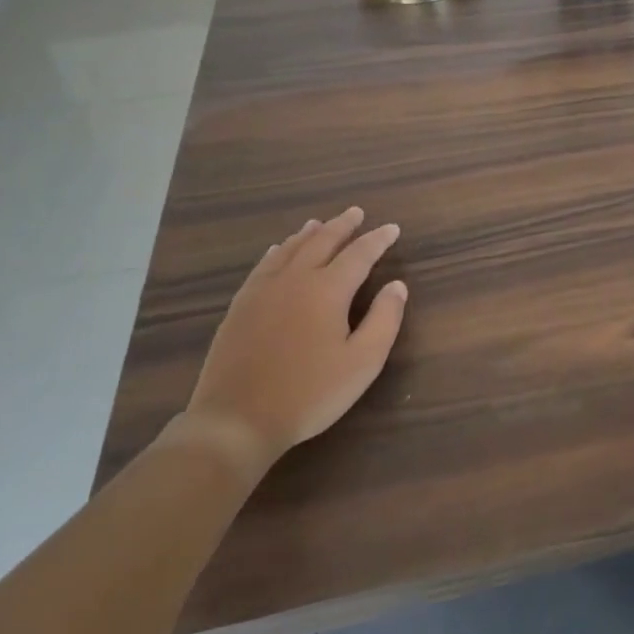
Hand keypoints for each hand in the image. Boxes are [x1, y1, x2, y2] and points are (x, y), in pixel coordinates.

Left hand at [177, 208, 406, 481]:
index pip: (359, 254)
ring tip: (320, 223)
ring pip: (289, 249)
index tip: (392, 228)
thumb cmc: (309, 393)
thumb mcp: (362, 362)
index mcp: (328, 290)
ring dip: (310, 234)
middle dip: (343, 226)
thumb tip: (397, 285)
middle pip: (322, 241)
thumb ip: (385, 319)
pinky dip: (277, 251)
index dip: (378, 239)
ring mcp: (263, 291)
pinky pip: (263, 265)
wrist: (236, 420)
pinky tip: (277, 250)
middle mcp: (295, 279)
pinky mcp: (240, 307)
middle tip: (357, 213)